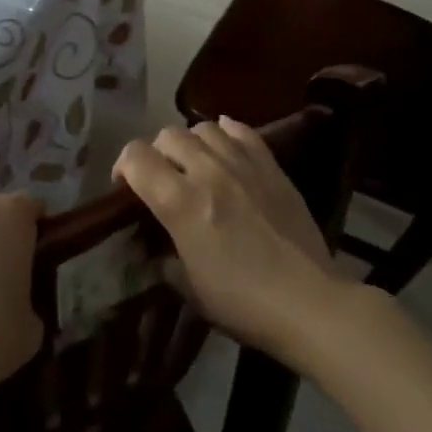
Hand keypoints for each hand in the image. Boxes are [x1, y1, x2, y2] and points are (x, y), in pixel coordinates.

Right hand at [113, 118, 353, 363]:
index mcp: (180, 203)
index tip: (126, 187)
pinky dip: (226, 132)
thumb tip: (156, 247)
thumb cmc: (242, 303)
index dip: (123, 166)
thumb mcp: (188, 288)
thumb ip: (164, 259)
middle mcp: (208, 172)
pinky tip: (224, 145)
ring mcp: (243, 165)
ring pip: (204, 128)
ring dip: (190, 143)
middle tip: (162, 178)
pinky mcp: (272, 167)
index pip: (136, 157)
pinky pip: (243, 131)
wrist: (308, 303)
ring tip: (194, 164)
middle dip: (155, 153)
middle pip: (167, 136)